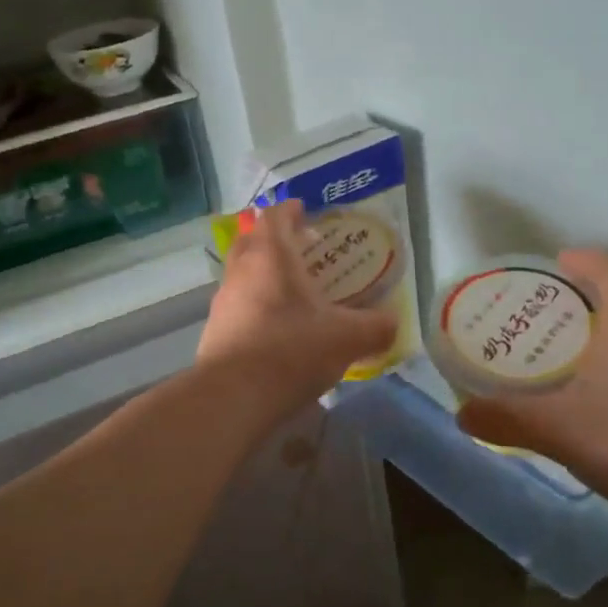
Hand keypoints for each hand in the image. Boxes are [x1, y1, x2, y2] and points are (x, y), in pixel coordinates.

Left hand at [197, 201, 398, 417]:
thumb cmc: (291, 351)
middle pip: (253, 240)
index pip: (275, 216)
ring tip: (293, 294)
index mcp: (271, 256)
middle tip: (302, 251)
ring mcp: (223, 301)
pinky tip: (276, 330)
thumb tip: (393, 324)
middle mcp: (241, 270)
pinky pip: (237, 306)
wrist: (233, 397)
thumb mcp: (347, 339)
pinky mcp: (214, 331)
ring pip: (243, 274)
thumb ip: (375, 327)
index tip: (305, 211)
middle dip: (275, 239)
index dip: (290, 209)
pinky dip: (255, 306)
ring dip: (263, 275)